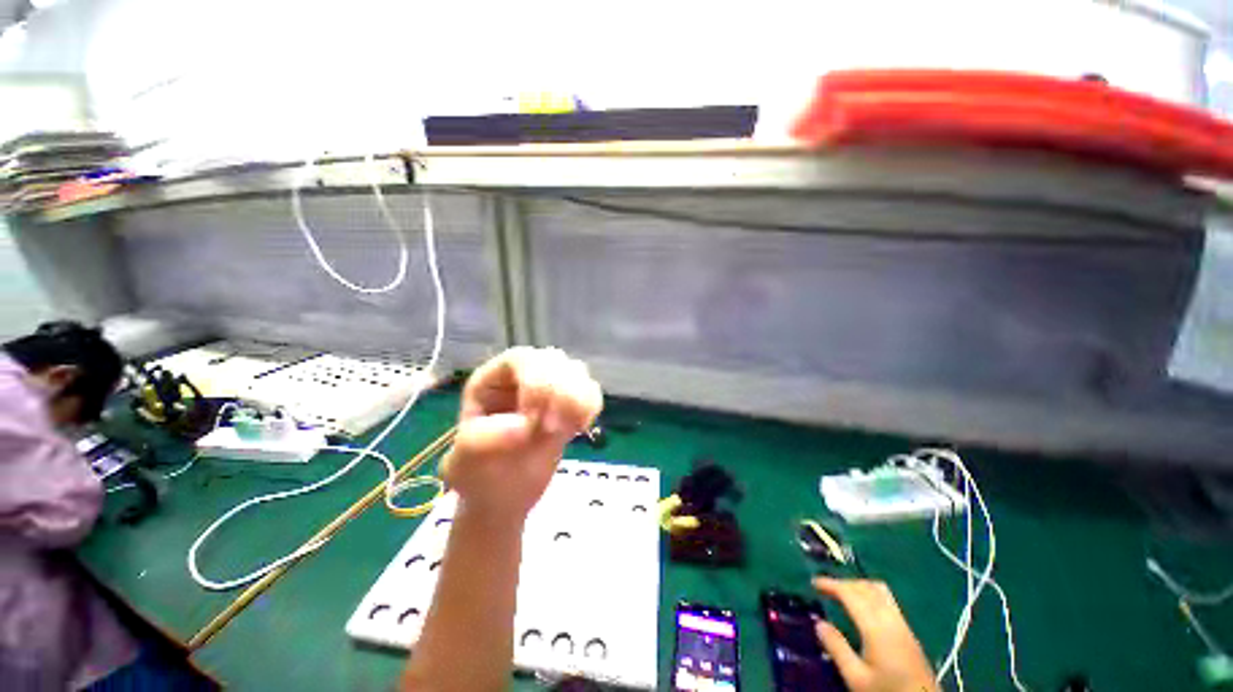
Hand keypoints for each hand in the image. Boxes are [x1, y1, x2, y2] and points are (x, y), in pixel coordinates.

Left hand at [442, 347, 602, 521]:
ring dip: (578, 399)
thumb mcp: (468, 457)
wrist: (503, 496)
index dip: (533, 380)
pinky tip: (580, 429)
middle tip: (551, 429)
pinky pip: (591, 392)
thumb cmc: (478, 472)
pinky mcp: (571, 406)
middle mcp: (524, 377)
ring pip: (576, 372)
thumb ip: (491, 437)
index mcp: (493, 380)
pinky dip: (591, 407)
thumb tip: (527, 424)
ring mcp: (550, 389)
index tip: (534, 416)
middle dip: (558, 391)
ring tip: (569, 430)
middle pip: (553, 360)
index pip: (520, 360)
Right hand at [813, 577, 939, 691]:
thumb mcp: (857, 678)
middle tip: (826, 588)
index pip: (851, 593)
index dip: (831, 584)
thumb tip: (818, 622)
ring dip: (858, 586)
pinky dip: (870, 594)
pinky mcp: (908, 632)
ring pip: (879, 590)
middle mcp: (890, 619)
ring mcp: (902, 624)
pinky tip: (863, 607)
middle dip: (844, 582)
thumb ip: (837, 649)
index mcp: (876, 627)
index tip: (813, 582)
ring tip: (843, 594)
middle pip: (866, 587)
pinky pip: (887, 600)